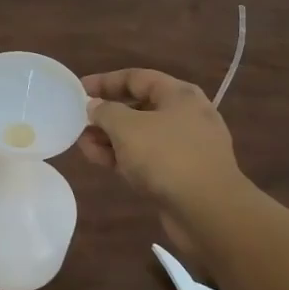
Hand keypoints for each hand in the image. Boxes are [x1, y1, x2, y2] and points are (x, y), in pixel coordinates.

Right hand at [78, 68, 251, 249]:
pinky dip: (123, 157)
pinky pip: (146, 158)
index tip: (79, 90)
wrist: (209, 212)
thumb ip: (105, 112)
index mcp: (178, 95)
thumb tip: (95, 107)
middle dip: (106, 114)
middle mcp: (185, 115)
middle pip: (138, 106)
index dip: (105, 81)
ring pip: (140, 135)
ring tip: (82, 143)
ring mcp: (184, 147)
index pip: (136, 77)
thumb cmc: (167, 156)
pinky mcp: (181, 174)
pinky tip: (99, 160)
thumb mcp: (127, 127)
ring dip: (110, 138)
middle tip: (79, 120)